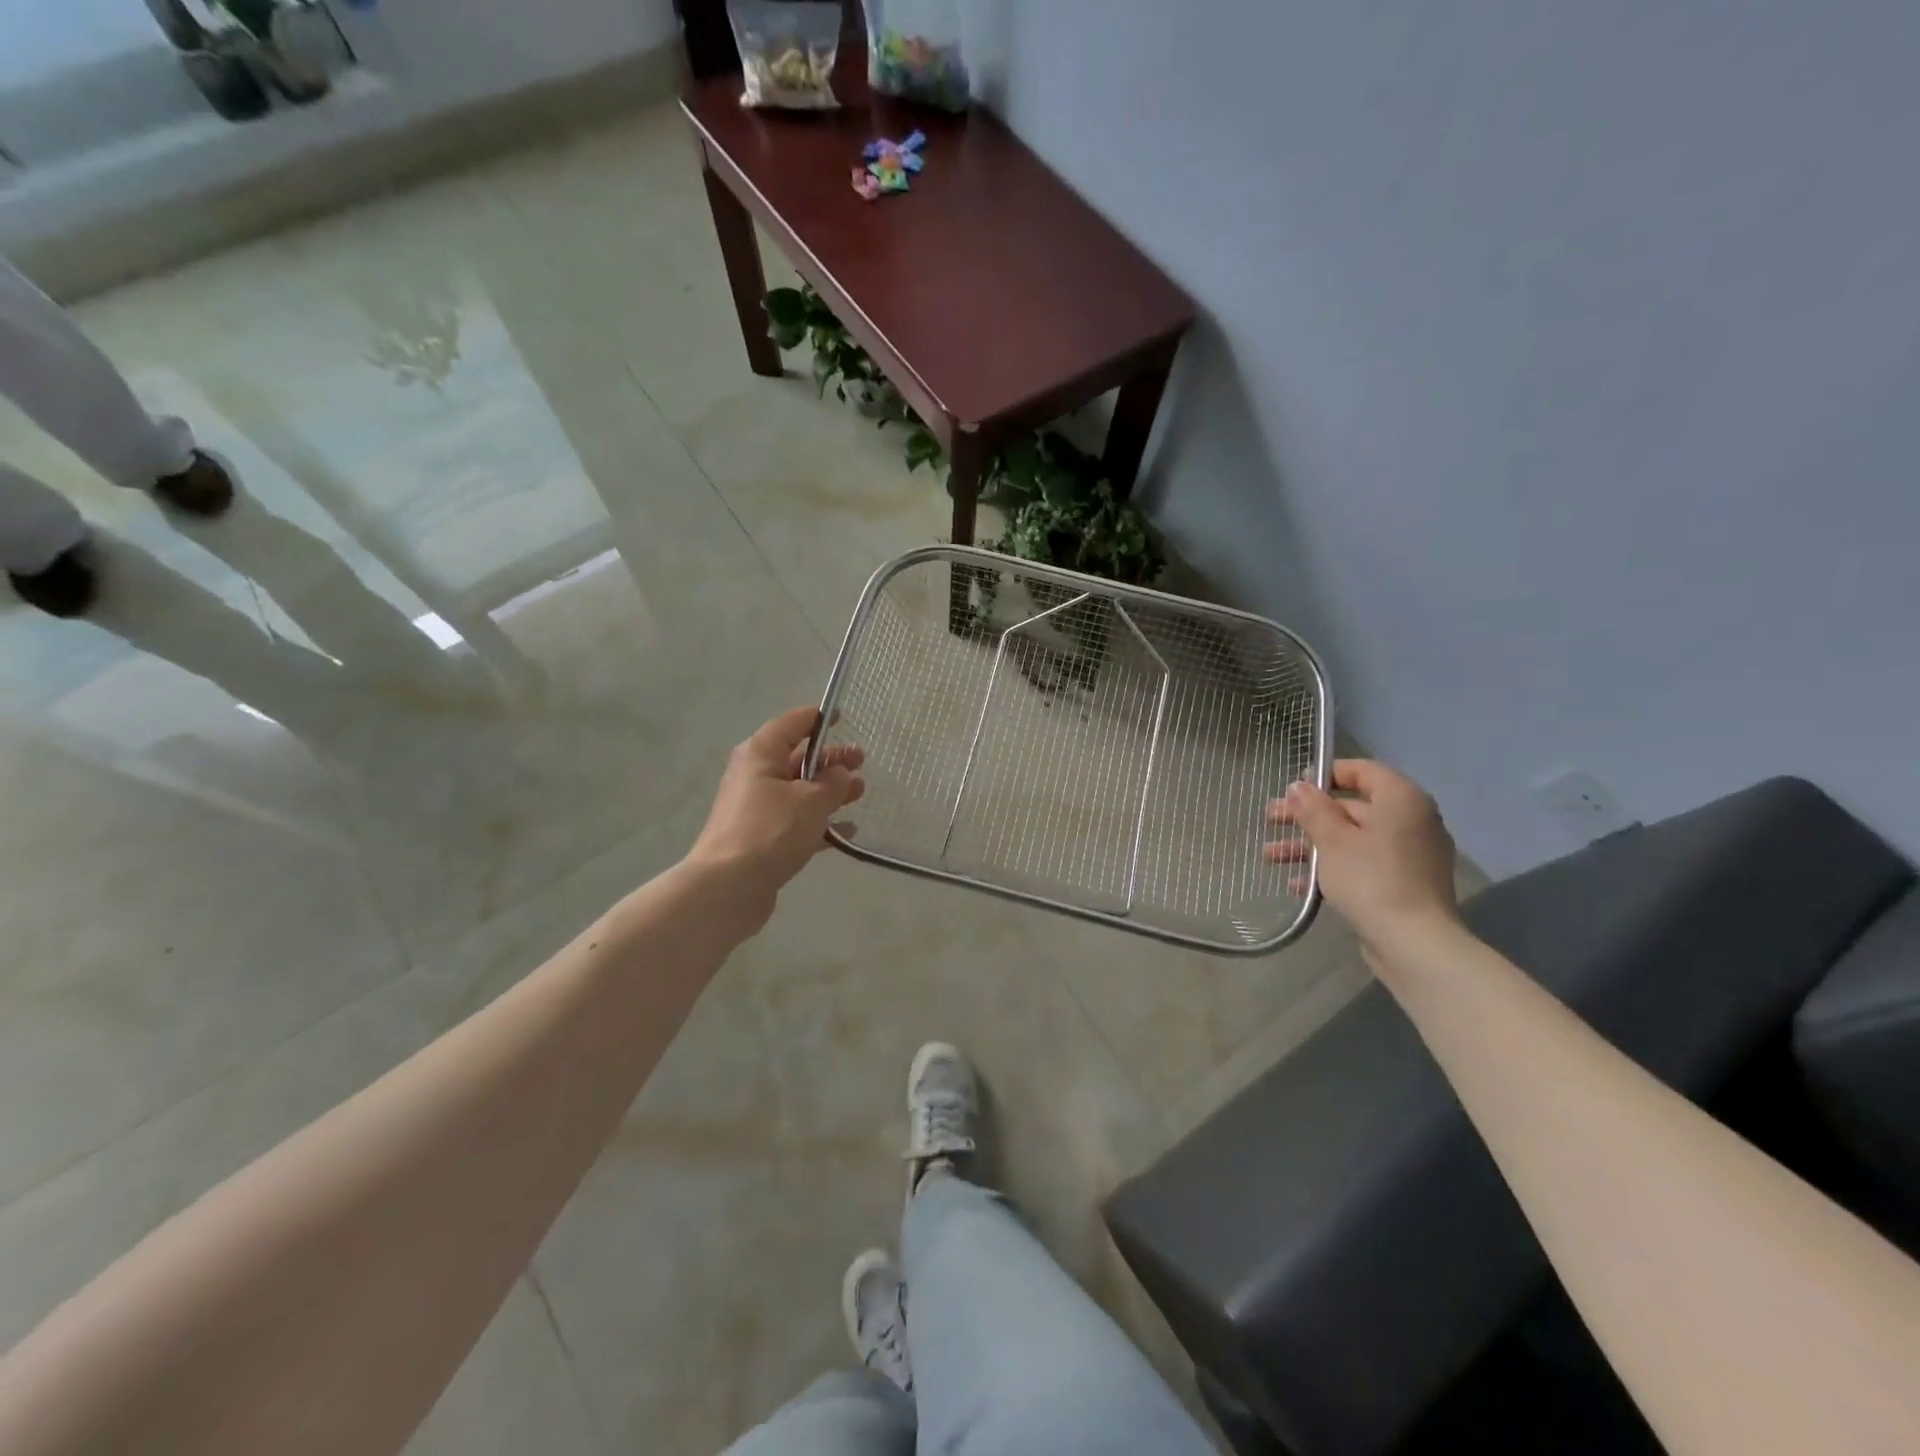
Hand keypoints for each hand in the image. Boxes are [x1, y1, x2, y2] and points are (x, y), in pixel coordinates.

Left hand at [687, 706, 864, 928]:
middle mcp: (755, 775)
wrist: (729, 886)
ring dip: (830, 791)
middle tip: (863, 762)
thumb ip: (832, 782)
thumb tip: (840, 773)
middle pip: (798, 758)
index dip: (818, 718)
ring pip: (799, 791)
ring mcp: (757, 808)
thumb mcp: (811, 800)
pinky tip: (847, 832)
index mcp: (761, 754)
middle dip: (831, 760)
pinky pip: (796, 821)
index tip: (843, 717)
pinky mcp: (762, 837)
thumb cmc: (771, 830)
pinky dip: (820, 822)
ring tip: (860, 794)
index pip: (793, 724)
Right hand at [1266, 760, 1461, 951]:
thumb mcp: (1332, 840)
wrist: (1414, 943)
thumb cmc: (1371, 879)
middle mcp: (1411, 820)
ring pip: (1352, 838)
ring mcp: (1409, 854)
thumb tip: (1297, 786)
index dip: (1325, 775)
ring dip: (1310, 844)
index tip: (1293, 789)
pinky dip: (1332, 867)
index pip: (1362, 770)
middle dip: (1307, 816)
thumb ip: (1312, 809)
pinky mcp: (1403, 882)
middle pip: (1352, 807)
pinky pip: (1363, 863)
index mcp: (1401, 800)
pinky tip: (1297, 882)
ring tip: (1270, 855)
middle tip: (1270, 820)